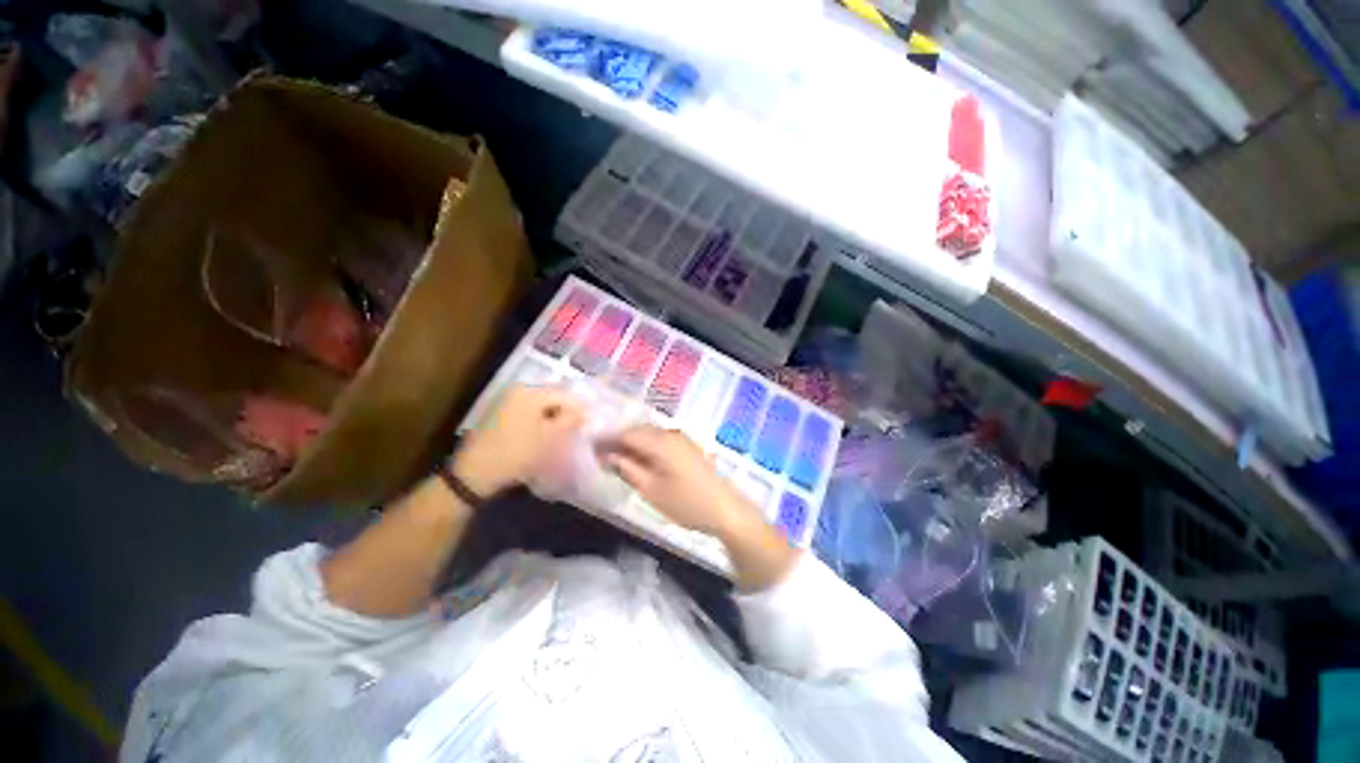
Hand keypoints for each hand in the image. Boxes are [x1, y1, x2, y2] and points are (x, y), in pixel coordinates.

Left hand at [453, 384, 584, 495]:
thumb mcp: (550, 438)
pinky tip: (547, 432)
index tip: (591, 422)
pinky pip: (531, 409)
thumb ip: (570, 420)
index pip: (565, 394)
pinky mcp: (502, 412)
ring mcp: (508, 400)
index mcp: (530, 392)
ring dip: (555, 414)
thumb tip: (585, 411)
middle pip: (553, 395)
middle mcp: (519, 390)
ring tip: (565, 431)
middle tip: (580, 426)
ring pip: (542, 403)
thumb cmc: (516, 454)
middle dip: (568, 410)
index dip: (581, 407)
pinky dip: (542, 418)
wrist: (475, 474)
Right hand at [596, 425, 759, 538]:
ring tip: (614, 460)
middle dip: (617, 441)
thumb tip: (605, 455)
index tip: (588, 448)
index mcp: (661, 441)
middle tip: (598, 456)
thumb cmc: (687, 503)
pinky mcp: (687, 447)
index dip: (606, 439)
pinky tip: (638, 461)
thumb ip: (627, 469)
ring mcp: (681, 439)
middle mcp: (671, 433)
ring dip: (631, 444)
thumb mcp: (651, 490)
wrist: (726, 510)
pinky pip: (660, 441)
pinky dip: (645, 448)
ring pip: (649, 435)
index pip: (626, 433)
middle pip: (637, 431)